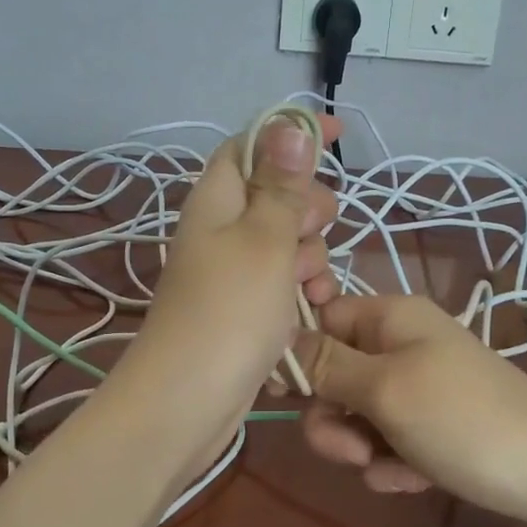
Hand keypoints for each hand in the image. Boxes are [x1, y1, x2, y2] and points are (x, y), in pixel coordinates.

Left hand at [111, 113, 339, 475]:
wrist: (187, 402)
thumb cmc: (229, 312)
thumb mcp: (265, 240)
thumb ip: (281, 185)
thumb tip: (289, 125)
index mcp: (217, 199)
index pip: (252, 145)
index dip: (292, 134)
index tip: (339, 133)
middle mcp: (221, 230)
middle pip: (277, 197)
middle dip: (309, 211)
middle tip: (315, 231)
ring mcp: (231, 273)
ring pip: (287, 246)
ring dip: (310, 261)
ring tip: (311, 291)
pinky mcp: (242, 310)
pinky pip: (281, 287)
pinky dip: (298, 296)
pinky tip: (308, 317)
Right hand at [295, 294, 526, 526]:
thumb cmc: (463, 420)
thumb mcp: (385, 388)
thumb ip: (326, 364)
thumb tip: (278, 333)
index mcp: (390, 317)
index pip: (320, 319)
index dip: (299, 356)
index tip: (286, 396)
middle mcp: (401, 344)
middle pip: (334, 374)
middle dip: (334, 417)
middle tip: (353, 450)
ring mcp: (419, 387)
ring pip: (357, 414)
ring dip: (362, 447)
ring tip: (390, 468)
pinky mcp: (432, 427)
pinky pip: (388, 441)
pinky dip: (393, 463)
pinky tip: (415, 479)